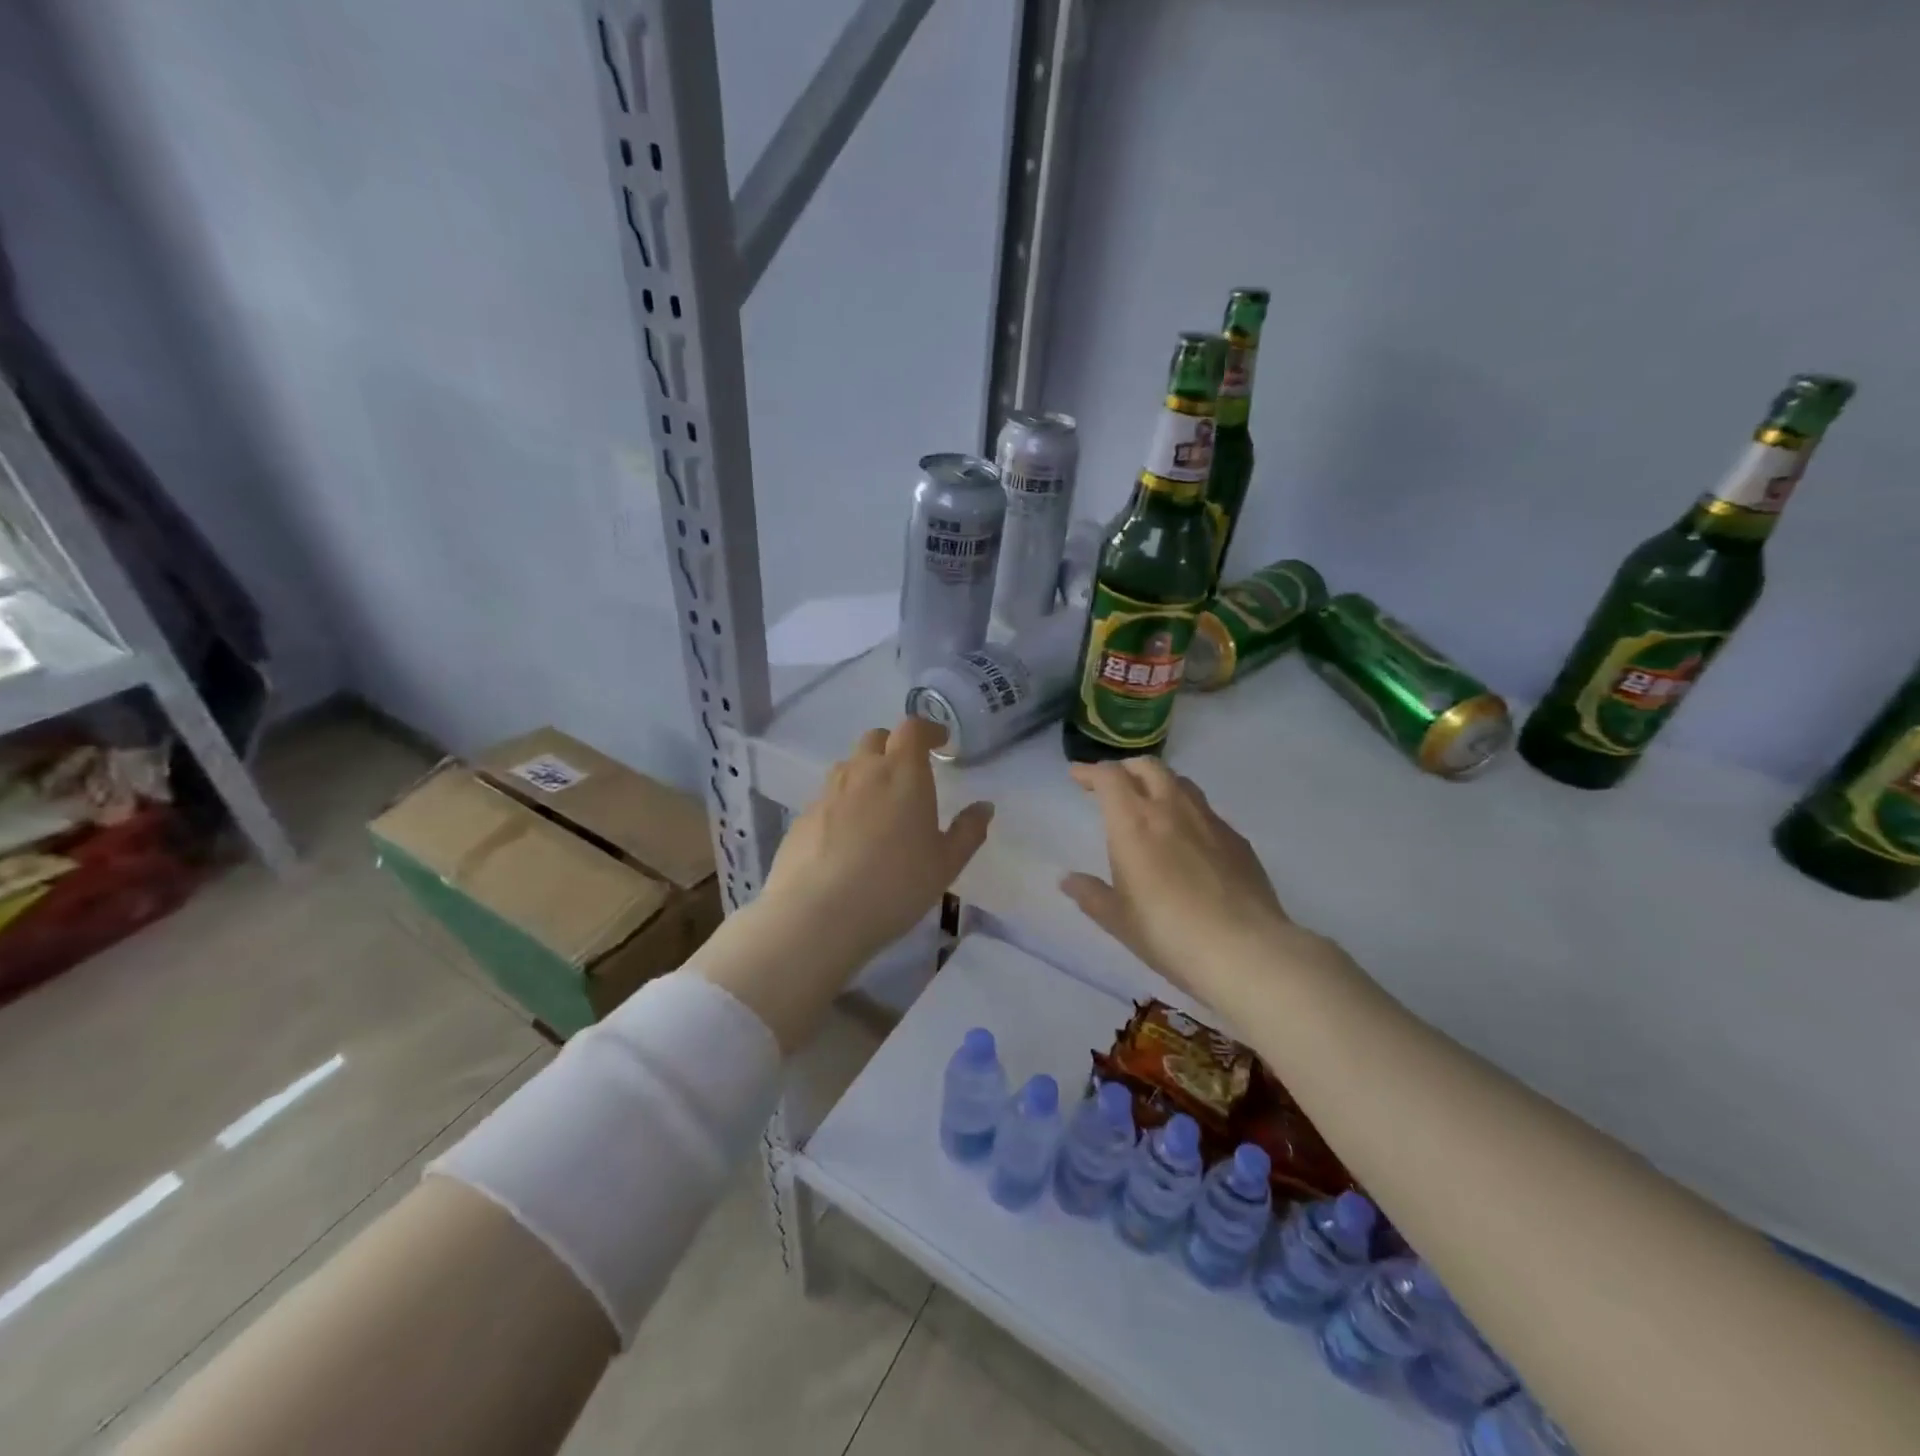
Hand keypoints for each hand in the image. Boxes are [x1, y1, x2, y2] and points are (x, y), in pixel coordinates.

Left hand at [760, 718, 992, 966]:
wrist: (817, 915)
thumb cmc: (894, 885)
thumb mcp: (945, 864)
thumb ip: (968, 831)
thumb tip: (984, 807)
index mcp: (902, 773)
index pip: (912, 728)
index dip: (928, 730)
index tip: (940, 742)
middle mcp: (862, 771)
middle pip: (876, 739)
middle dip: (894, 746)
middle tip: (909, 773)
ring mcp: (827, 793)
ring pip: (848, 767)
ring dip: (866, 773)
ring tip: (878, 805)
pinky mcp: (801, 818)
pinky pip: (827, 798)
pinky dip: (842, 805)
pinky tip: (848, 839)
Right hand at [1061, 758, 1328, 1002]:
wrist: (1245, 950)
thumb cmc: (1168, 933)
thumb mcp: (1119, 920)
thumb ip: (1091, 895)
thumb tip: (1068, 881)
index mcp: (1134, 823)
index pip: (1109, 777)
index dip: (1090, 771)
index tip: (1077, 777)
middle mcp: (1171, 809)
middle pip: (1148, 767)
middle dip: (1126, 769)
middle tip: (1112, 785)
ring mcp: (1209, 821)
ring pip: (1181, 783)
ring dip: (1158, 784)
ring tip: (1150, 803)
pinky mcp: (1237, 840)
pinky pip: (1206, 811)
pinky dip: (1187, 811)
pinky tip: (1188, 838)